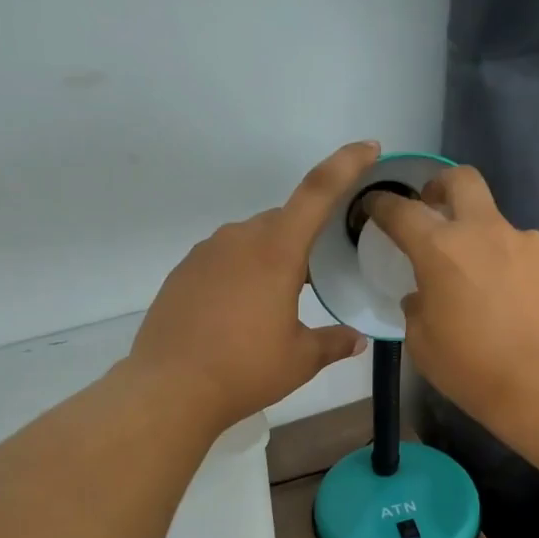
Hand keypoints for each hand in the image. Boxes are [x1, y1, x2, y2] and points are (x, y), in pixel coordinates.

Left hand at [130, 142, 375, 431]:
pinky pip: (224, 259)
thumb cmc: (245, 370)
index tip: (368, 148)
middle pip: (283, 221)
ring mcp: (205, 253)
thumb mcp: (300, 359)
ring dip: (272, 258)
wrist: (169, 389)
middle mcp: (239, 239)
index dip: (346, 165)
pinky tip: (241, 311)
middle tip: (318, 277)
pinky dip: (242, 272)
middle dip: (305, 239)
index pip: (317, 192)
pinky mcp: (183, 272)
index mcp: (276, 251)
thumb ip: (334, 342)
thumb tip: (357, 339)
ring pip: (251, 240)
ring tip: (278, 302)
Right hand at [367, 165, 538, 427]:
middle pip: (462, 180)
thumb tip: (422, 296)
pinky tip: (520, 306)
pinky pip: (529, 258)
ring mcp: (530, 244)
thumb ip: (417, 309)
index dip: (383, 204)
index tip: (375, 206)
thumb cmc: (473, 369)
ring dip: (486, 244)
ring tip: (488, 287)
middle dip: (441, 185)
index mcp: (442, 248)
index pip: (402, 211)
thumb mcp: (423, 345)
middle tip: (434, 206)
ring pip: (500, 227)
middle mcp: (487, 232)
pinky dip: (517, 271)